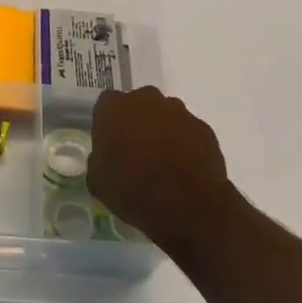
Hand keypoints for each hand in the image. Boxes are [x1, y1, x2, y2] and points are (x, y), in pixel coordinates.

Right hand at [89, 87, 231, 252]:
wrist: (185, 203)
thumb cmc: (132, 188)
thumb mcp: (98, 181)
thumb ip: (98, 161)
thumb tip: (104, 159)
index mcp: (114, 107)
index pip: (106, 105)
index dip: (108, 124)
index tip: (110, 144)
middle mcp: (146, 100)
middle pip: (139, 104)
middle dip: (137, 122)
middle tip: (136, 151)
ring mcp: (179, 112)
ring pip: (166, 116)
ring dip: (163, 131)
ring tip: (163, 162)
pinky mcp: (204, 129)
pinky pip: (189, 132)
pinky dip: (185, 144)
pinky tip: (183, 169)